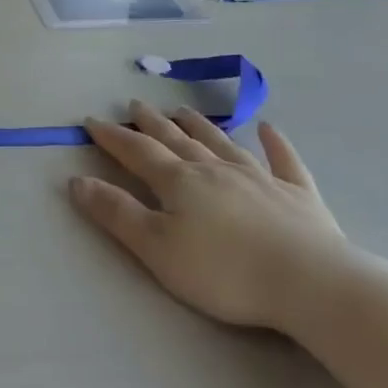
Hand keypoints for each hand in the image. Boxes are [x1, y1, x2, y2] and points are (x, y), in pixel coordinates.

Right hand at [72, 103, 355, 337]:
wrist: (309, 282)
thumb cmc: (224, 271)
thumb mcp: (157, 249)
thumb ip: (117, 213)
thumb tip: (78, 180)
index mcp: (180, 182)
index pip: (138, 152)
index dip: (113, 137)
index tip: (92, 120)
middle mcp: (216, 169)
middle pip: (177, 139)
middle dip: (151, 123)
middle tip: (135, 105)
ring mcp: (259, 177)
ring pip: (222, 142)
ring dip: (200, 125)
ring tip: (183, 110)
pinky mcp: (297, 194)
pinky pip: (283, 160)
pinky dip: (275, 142)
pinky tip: (269, 128)